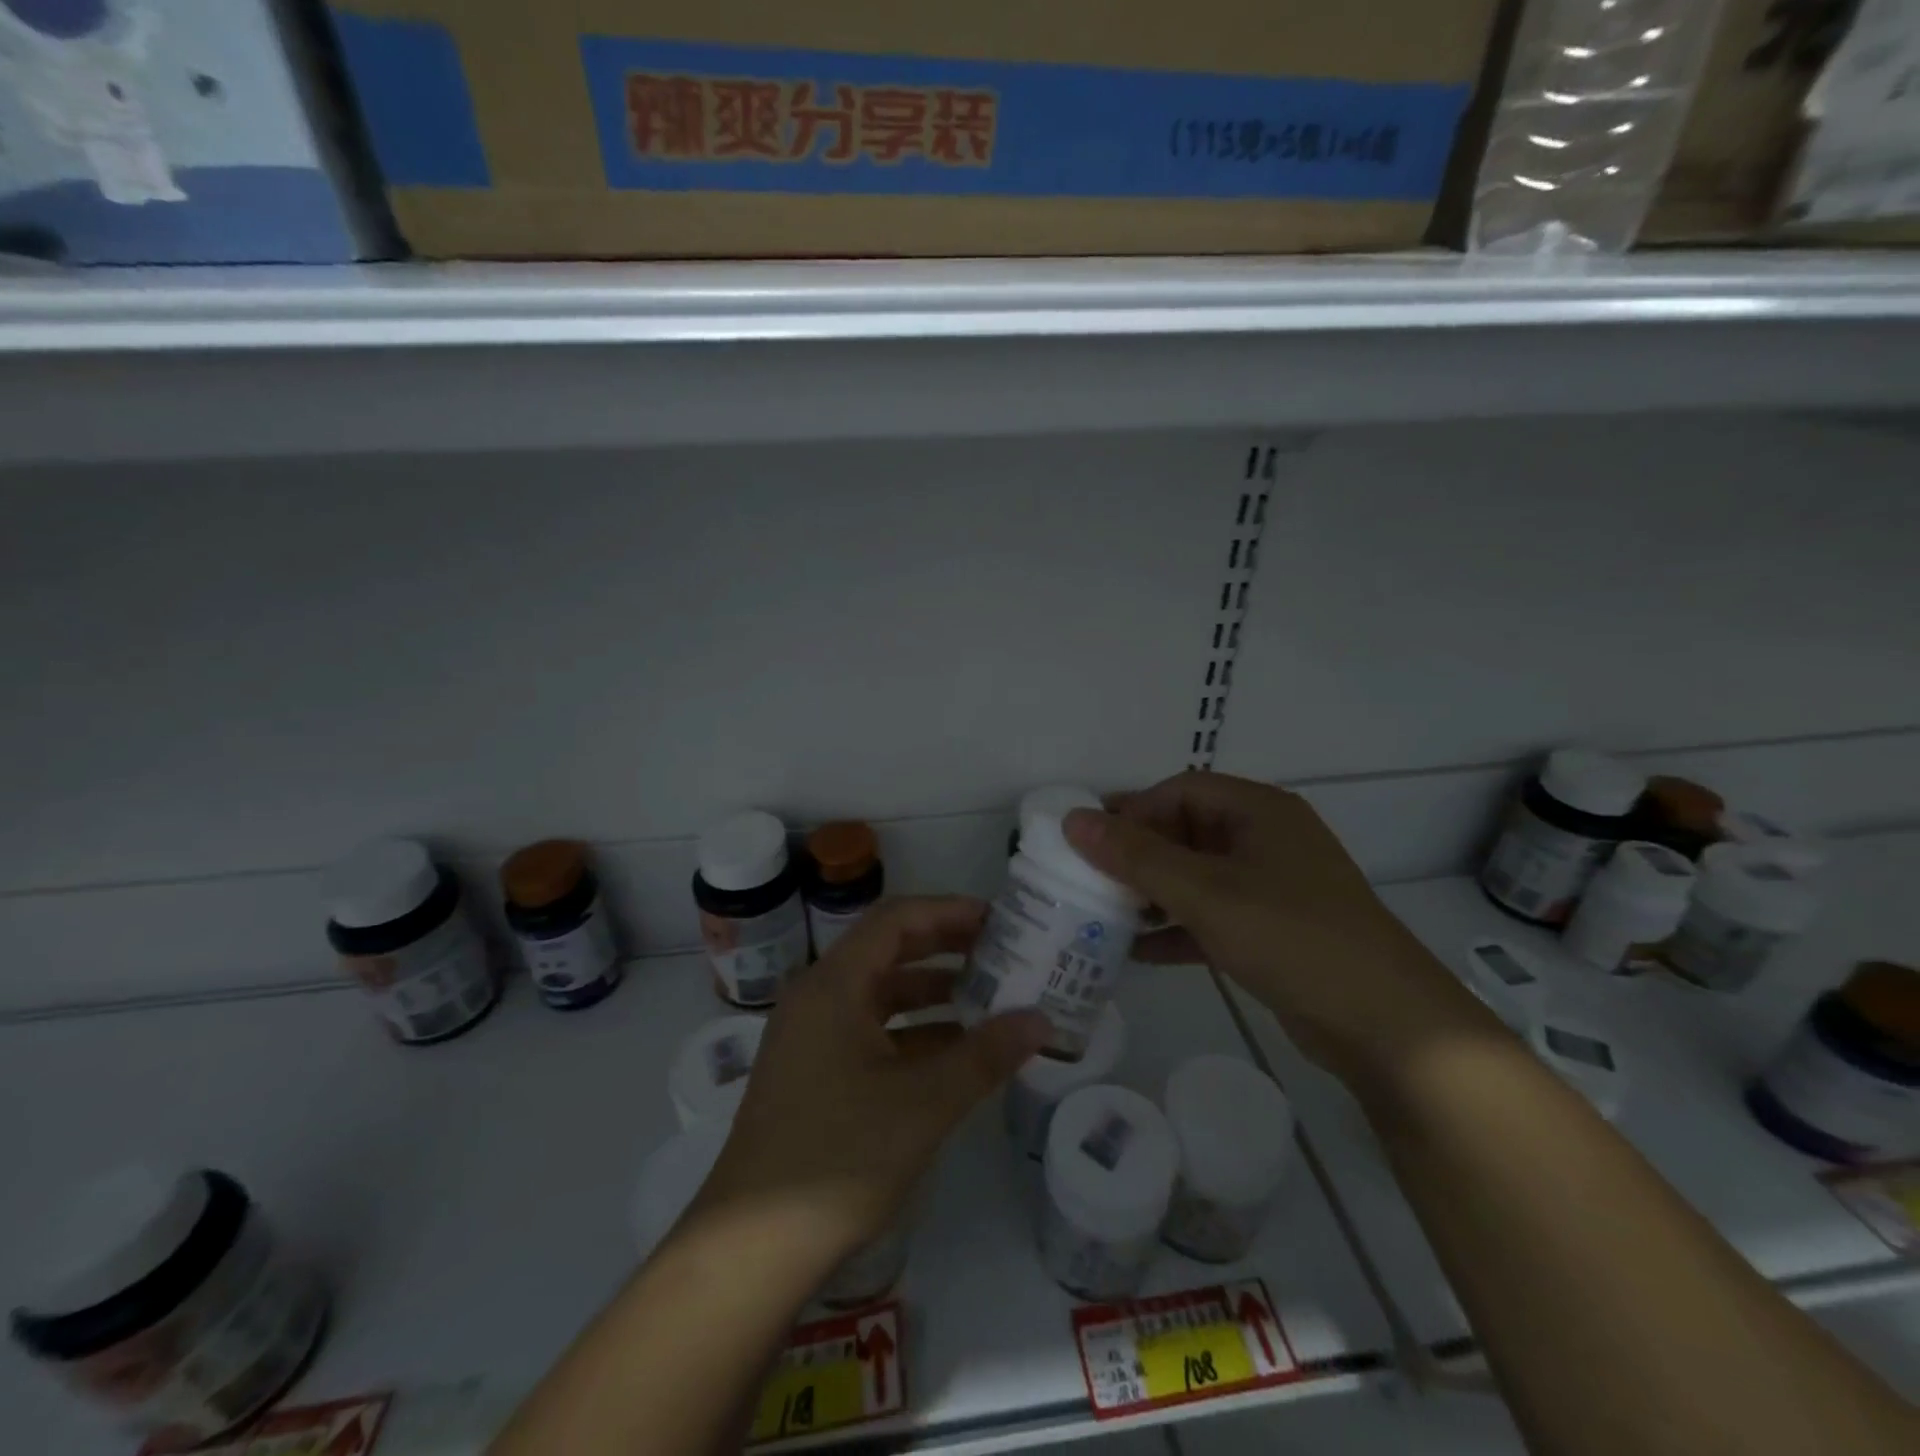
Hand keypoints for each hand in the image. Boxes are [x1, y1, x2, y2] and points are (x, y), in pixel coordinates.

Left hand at [698, 896, 1050, 1261]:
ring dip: (932, 991)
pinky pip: (871, 1031)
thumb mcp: (924, 1102)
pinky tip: (954, 1051)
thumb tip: (1041, 1021)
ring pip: (881, 993)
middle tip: (1001, 952)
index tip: (998, 920)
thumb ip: (985, 1055)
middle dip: (945, 947)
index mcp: (834, 984)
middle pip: (888, 950)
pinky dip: (913, 1031)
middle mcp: (818, 996)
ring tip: (989, 998)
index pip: (896, 919)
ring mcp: (812, 1036)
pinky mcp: (814, 1072)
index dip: (948, 911)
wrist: (752, 1249)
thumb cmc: (839, 1156)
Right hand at [1062, 772, 1497, 1090]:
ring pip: (1196, 877)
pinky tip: (1137, 952)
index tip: (1089, 842)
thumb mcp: (1205, 892)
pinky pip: (1210, 916)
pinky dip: (1176, 928)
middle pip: (1186, 832)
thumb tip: (1073, 820)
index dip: (1132, 811)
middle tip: (1088, 879)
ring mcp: (1271, 888)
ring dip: (1152, 894)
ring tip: (1103, 915)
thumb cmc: (1291, 935)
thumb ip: (1136, 856)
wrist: (1385, 1025)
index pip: (1180, 792)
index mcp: (1259, 811)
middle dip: (1137, 856)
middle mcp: (1265, 840)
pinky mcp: (1271, 931)